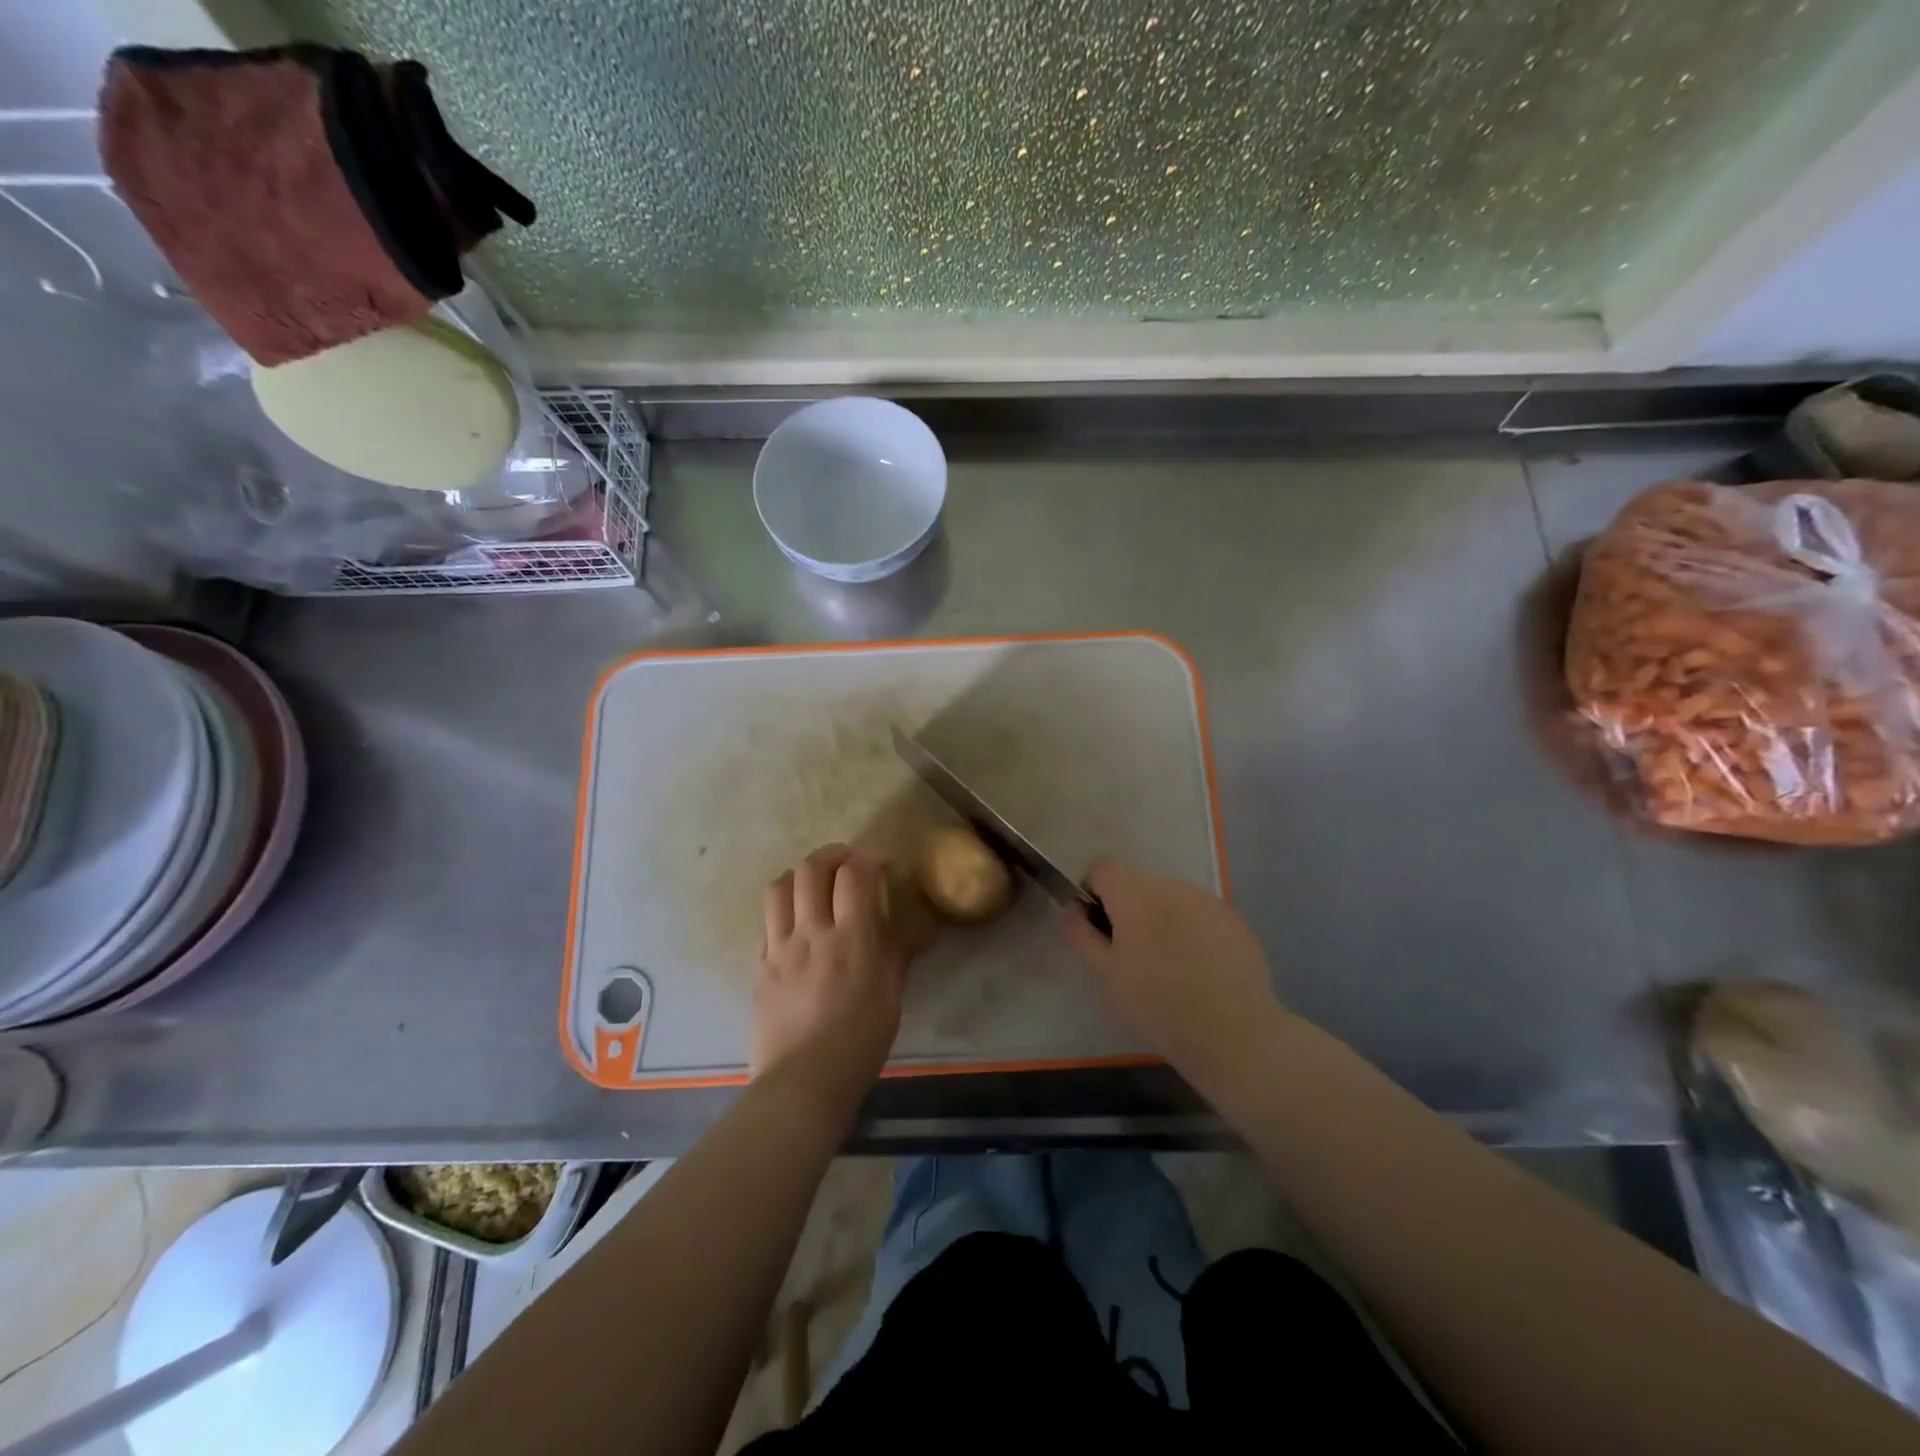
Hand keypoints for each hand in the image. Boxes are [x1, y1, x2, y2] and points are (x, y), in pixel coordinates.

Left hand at [752, 844, 910, 1117]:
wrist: (801, 1084)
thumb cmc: (858, 1044)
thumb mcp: (891, 998)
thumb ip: (900, 954)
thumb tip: (921, 928)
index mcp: (851, 940)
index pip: (854, 874)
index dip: (870, 858)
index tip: (882, 865)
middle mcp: (811, 933)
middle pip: (811, 868)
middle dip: (833, 854)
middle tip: (849, 863)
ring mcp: (779, 948)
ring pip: (780, 887)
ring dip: (801, 875)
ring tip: (816, 884)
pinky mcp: (760, 966)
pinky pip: (767, 921)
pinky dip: (784, 909)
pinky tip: (797, 924)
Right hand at [1061, 860, 1283, 1083]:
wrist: (1233, 1032)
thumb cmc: (1157, 1004)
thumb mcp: (1104, 975)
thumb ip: (1080, 933)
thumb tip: (1072, 907)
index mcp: (1135, 895)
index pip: (1102, 868)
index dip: (1093, 892)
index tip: (1098, 927)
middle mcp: (1171, 886)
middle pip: (1138, 885)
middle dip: (1129, 910)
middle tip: (1133, 956)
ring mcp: (1207, 900)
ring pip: (1170, 899)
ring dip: (1162, 919)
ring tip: (1170, 966)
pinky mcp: (1234, 919)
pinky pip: (1200, 914)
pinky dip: (1192, 931)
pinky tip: (1200, 969)